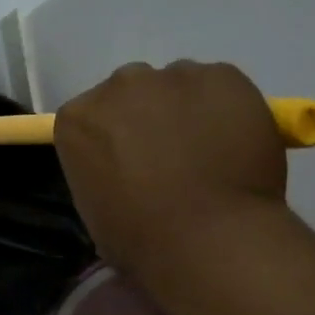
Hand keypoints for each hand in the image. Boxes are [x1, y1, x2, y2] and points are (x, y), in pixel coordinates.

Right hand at [54, 61, 286, 274]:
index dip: (113, 141)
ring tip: (209, 153)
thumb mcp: (95, 208)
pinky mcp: (223, 76)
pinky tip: (237, 145)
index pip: (90, 119)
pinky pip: (222, 88)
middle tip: (169, 158)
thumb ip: (103, 171)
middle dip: (147, 118)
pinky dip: (228, 110)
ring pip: (179, 86)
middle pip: (131, 93)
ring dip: (187, 111)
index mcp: (77, 119)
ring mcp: (173, 76)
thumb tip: (127, 172)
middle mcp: (119, 85)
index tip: (129, 166)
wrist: (208, 238)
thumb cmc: (140, 237)